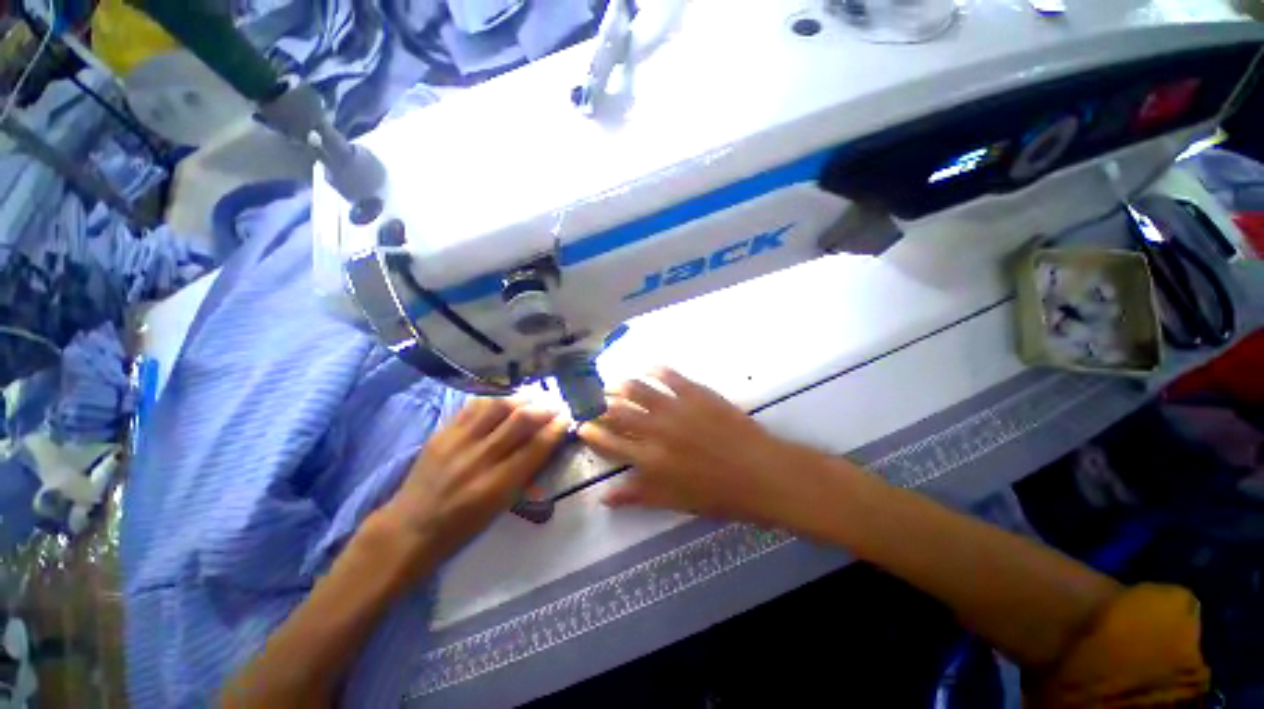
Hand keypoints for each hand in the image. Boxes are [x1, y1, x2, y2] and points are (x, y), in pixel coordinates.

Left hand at [375, 398, 567, 566]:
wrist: (410, 528)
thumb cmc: (463, 527)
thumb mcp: (501, 507)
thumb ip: (526, 474)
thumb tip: (546, 444)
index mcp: (497, 485)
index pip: (536, 446)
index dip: (556, 428)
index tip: (567, 418)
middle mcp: (480, 459)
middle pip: (520, 420)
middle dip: (544, 408)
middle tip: (555, 404)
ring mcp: (458, 442)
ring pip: (497, 406)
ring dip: (522, 398)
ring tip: (534, 396)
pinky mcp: (442, 433)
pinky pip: (473, 406)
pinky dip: (495, 399)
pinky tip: (505, 399)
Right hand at [578, 367, 813, 525]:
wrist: (761, 472)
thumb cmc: (718, 494)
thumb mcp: (674, 502)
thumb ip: (637, 496)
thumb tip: (604, 497)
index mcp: (649, 460)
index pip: (609, 443)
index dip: (592, 433)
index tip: (581, 425)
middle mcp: (655, 429)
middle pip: (617, 411)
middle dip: (599, 405)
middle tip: (593, 401)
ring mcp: (675, 407)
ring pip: (637, 389)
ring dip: (620, 385)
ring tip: (613, 384)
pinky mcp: (695, 392)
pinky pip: (668, 375)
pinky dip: (653, 369)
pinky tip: (646, 366)